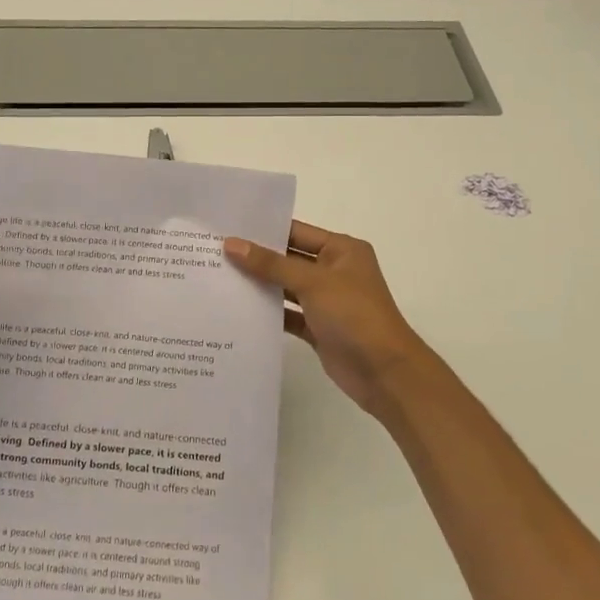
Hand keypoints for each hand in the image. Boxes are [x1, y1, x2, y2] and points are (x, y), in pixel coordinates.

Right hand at [223, 219, 435, 422]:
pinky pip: (288, 314)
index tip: (228, 227)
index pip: (296, 232)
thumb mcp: (312, 282)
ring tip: (218, 277)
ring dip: (259, 285)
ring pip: (286, 288)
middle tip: (214, 251)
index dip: (264, 230)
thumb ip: (271, 264)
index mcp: (341, 250)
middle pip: (288, 259)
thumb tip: (232, 244)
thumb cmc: (354, 314)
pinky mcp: (318, 328)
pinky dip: (268, 313)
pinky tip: (238, 310)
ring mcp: (326, 302)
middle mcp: (334, 271)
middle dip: (256, 257)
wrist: (385, 372)